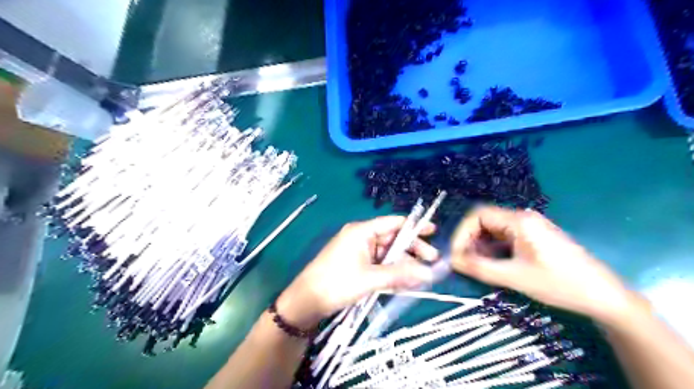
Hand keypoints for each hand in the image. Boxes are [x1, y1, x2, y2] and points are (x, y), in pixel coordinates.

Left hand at [279, 215, 435, 327]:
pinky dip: (392, 271)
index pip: (393, 223)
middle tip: (431, 262)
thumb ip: (400, 275)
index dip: (414, 226)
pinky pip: (380, 264)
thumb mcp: (370, 279)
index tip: (433, 231)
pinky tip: (406, 282)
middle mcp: (362, 237)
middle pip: (393, 239)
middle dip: (413, 250)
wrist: (307, 301)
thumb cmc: (336, 283)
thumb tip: (429, 274)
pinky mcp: (357, 265)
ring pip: (388, 254)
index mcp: (362, 231)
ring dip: (404, 264)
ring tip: (422, 276)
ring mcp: (359, 252)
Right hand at [450, 205, 645, 326]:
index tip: (455, 254)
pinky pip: (505, 237)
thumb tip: (451, 261)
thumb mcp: (515, 277)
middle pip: (484, 221)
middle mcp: (523, 218)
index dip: (461, 233)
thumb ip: (479, 268)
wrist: (604, 296)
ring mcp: (530, 227)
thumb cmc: (559, 284)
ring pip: (493, 230)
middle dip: (470, 240)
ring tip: (476, 265)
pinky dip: (493, 249)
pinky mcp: (534, 237)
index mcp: (519, 220)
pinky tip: (493, 264)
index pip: (478, 215)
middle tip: (464, 262)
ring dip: (480, 245)